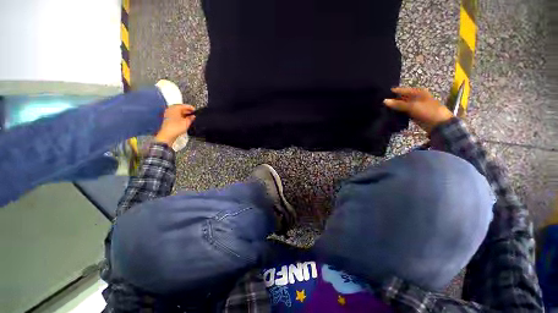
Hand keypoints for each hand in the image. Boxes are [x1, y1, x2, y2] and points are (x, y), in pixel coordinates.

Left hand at [155, 105, 195, 145]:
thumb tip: (193, 116)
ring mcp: (168, 114)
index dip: (190, 108)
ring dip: (184, 114)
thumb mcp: (187, 122)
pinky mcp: (168, 119)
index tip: (195, 110)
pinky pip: (176, 116)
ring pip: (178, 112)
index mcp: (175, 108)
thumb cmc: (176, 127)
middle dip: (187, 111)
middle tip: (193, 114)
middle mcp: (170, 110)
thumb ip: (191, 118)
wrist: (168, 134)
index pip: (184, 105)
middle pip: (180, 108)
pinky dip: (180, 117)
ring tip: (190, 117)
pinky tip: (185, 120)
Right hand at [383, 87, 453, 133]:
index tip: (382, 94)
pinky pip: (402, 112)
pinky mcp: (413, 114)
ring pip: (401, 105)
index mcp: (418, 92)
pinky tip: (389, 114)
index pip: (403, 90)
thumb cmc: (427, 111)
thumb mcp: (412, 106)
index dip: (394, 92)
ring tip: (382, 108)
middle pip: (401, 98)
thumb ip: (398, 104)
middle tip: (380, 102)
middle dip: (393, 100)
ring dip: (394, 107)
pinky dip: (397, 113)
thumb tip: (384, 101)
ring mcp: (414, 106)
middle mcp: (416, 98)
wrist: (438, 123)